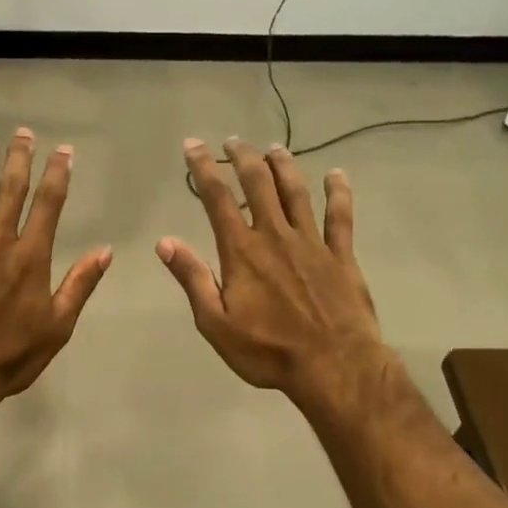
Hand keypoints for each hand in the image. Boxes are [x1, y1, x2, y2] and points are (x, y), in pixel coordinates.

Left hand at [0, 128, 111, 416]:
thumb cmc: (11, 357)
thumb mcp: (58, 327)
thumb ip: (80, 285)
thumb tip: (106, 251)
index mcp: (32, 258)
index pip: (49, 205)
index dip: (58, 174)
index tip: (63, 151)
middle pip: (12, 191)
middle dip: (20, 159)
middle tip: (23, 132)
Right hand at [158, 138, 388, 413]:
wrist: (333, 366)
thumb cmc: (267, 350)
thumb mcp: (215, 323)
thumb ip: (192, 278)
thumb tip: (165, 242)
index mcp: (242, 251)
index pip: (217, 199)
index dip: (203, 169)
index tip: (193, 145)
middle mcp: (276, 236)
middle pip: (258, 184)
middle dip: (243, 158)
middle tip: (234, 141)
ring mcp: (312, 243)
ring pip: (296, 193)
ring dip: (284, 166)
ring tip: (273, 148)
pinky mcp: (341, 256)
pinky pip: (340, 217)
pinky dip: (338, 193)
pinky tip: (336, 175)